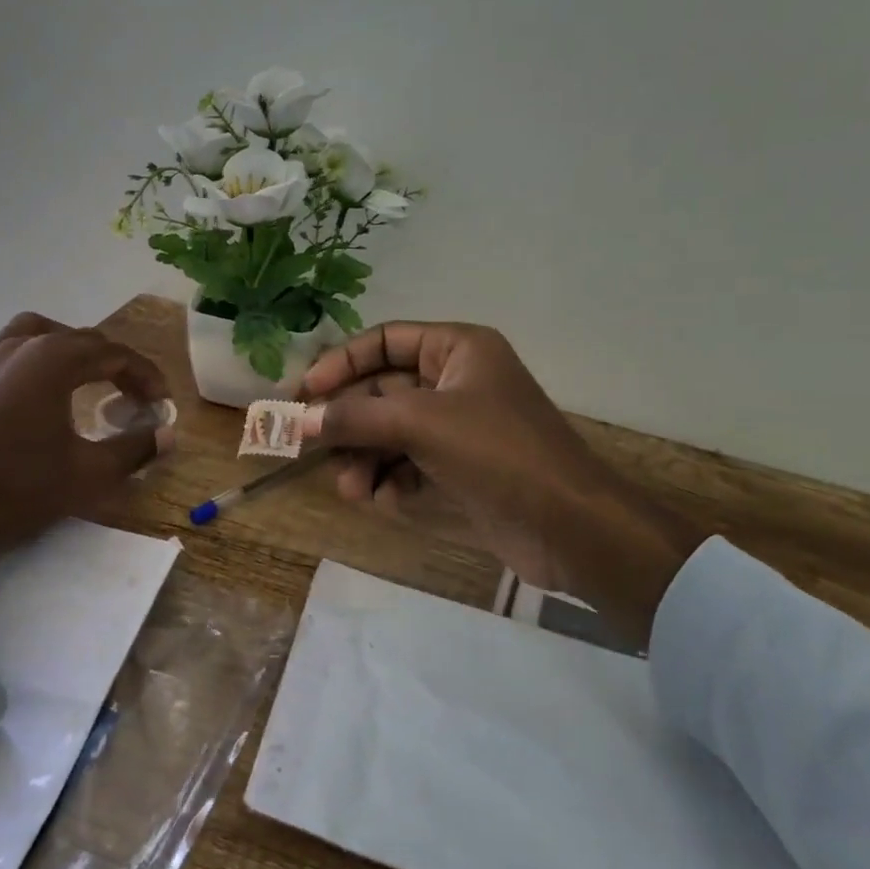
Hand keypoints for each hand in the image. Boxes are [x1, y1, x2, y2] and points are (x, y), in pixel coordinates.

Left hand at [0, 313, 173, 590]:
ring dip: (74, 353)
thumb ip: (135, 449)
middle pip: (81, 341)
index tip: (162, 402)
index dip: (146, 376)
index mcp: (52, 359)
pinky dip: (39, 362)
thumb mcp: (87, 475)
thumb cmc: (14, 489)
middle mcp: (20, 346)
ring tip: (89, 380)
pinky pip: (12, 353)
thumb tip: (169, 435)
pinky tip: (41, 396)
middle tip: (135, 397)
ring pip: (42, 336)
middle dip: (115, 366)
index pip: (114, 354)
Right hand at [300, 322, 700, 645]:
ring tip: (352, 488)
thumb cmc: (499, 453)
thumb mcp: (423, 424)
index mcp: (457, 349)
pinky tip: (385, 501)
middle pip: (381, 391)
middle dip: (349, 423)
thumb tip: (298, 421)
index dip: (340, 363)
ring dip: (364, 458)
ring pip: (390, 433)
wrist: (571, 527)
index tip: (303, 394)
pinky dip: (391, 482)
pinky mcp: (458, 470)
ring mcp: (457, 428)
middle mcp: (455, 381)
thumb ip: (357, 417)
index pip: (383, 340)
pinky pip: (408, 465)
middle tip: (308, 447)